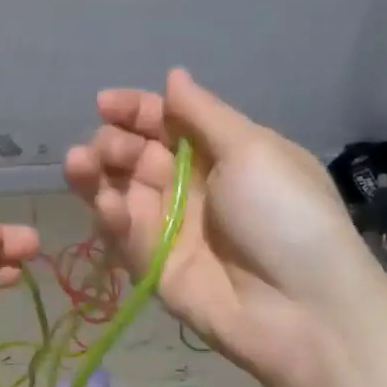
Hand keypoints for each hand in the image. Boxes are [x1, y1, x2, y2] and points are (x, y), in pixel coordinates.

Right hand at [64, 69, 386, 386]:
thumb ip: (203, 113)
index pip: (166, 121)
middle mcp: (190, 185)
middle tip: (106, 148)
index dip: (134, 110)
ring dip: (95, 174)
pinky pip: (123, 234)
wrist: (306, 311)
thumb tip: (174, 74)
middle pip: (136, 154)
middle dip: (114, 142)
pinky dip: (109, 215)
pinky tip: (106, 204)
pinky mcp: (152, 265)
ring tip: (79, 163)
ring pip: (120, 191)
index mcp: (220, 153)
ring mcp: (169, 227)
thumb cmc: (285, 215)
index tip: (105, 104)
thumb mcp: (253, 150)